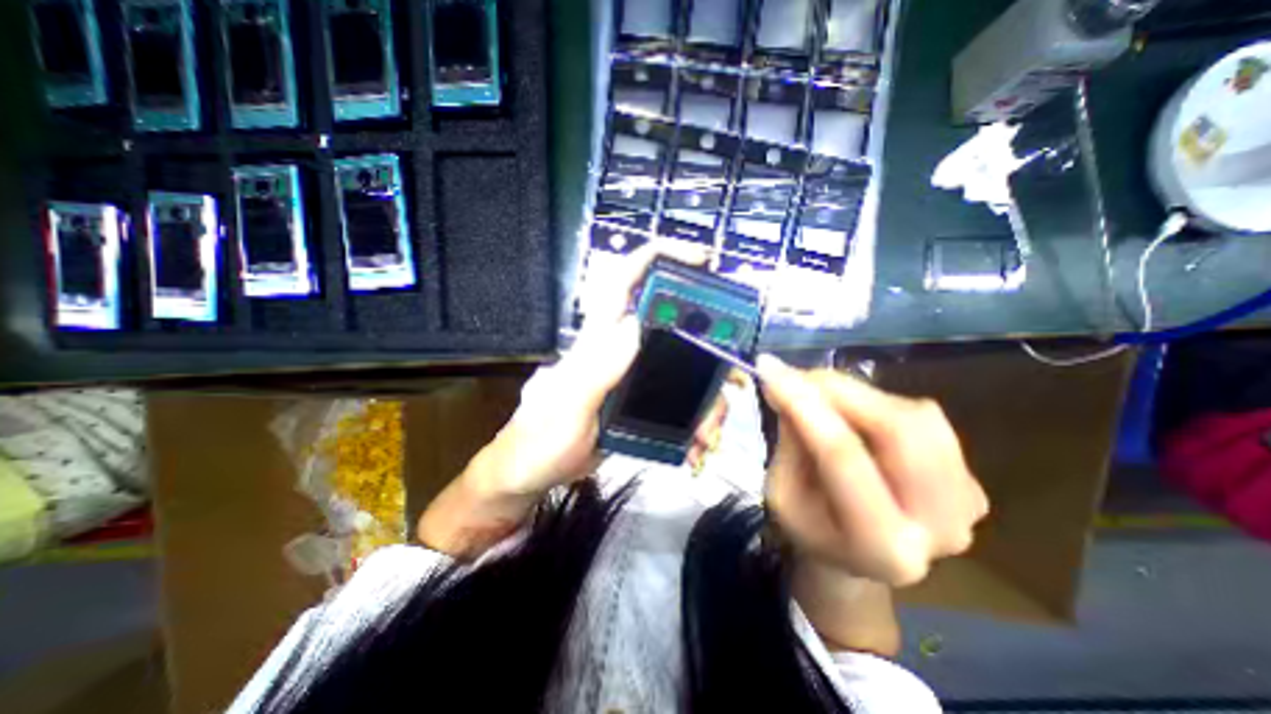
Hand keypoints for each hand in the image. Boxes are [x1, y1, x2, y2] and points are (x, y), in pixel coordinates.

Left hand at [420, 245, 719, 556]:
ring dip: (704, 398)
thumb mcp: (570, 406)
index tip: (699, 258)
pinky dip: (693, 423)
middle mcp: (620, 352)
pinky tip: (696, 446)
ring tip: (710, 431)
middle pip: (671, 328)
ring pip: (682, 371)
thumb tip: (637, 324)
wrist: (531, 475)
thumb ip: (599, 369)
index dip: (657, 259)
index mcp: (598, 341)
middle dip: (706, 344)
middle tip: (729, 372)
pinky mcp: (638, 405)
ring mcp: (632, 379)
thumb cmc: (541, 440)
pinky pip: (677, 404)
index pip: (625, 283)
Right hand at [753, 355, 991, 586]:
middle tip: (799, 376)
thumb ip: (792, 440)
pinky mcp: (972, 481)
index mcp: (881, 546)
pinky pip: (925, 420)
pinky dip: (881, 404)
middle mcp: (939, 527)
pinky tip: (856, 416)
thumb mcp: (782, 492)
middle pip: (898, 429)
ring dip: (860, 394)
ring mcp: (966, 504)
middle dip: (841, 390)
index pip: (843, 456)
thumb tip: (788, 382)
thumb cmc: (810, 527)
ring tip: (824, 397)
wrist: (859, 555)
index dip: (805, 404)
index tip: (769, 369)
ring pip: (918, 416)